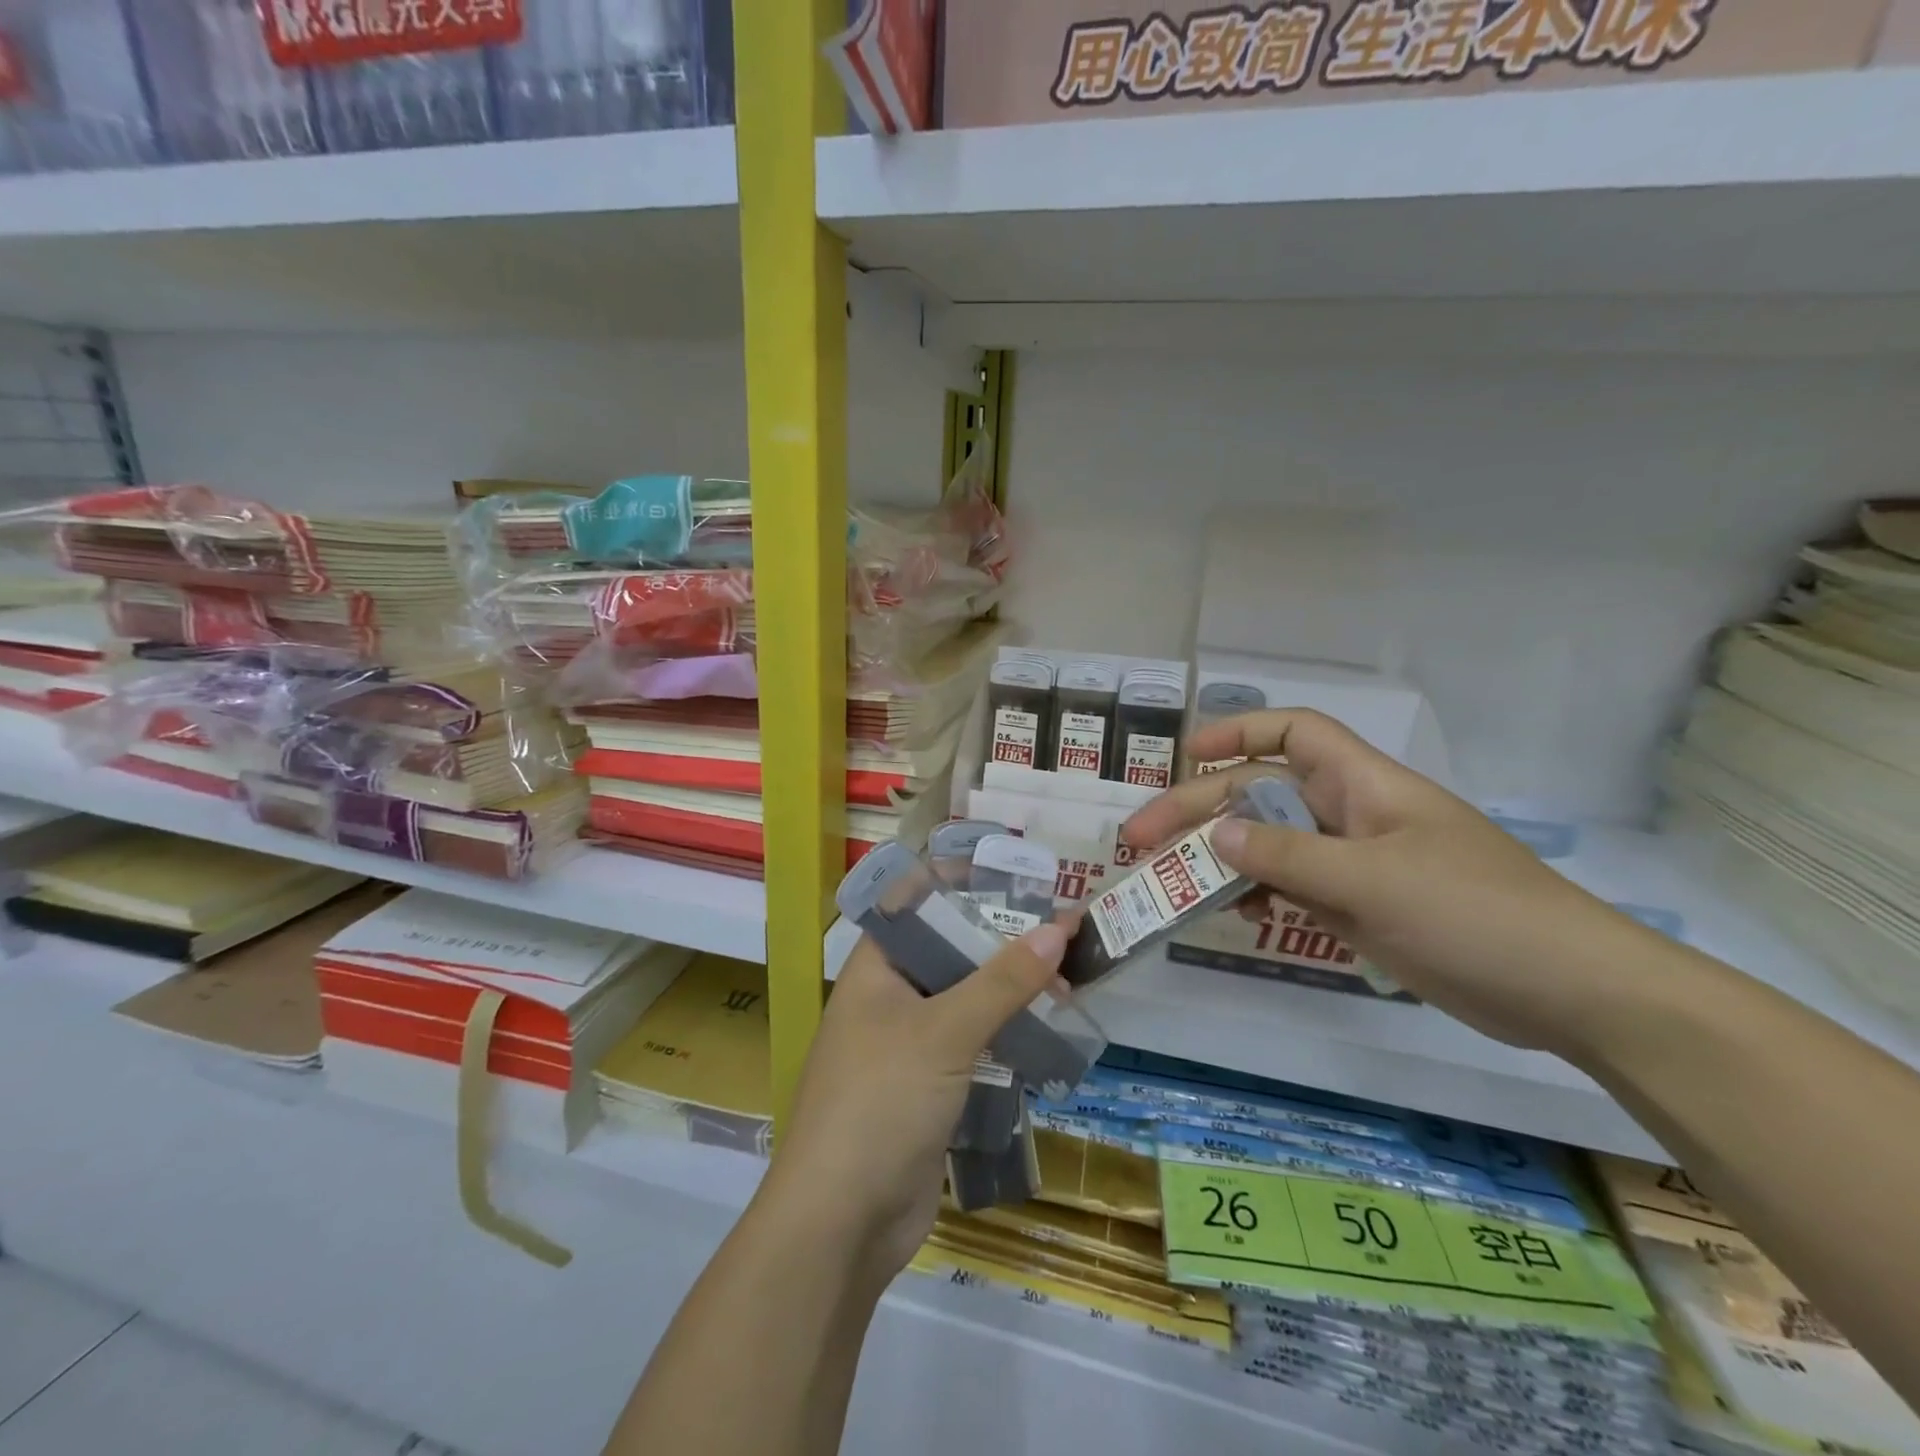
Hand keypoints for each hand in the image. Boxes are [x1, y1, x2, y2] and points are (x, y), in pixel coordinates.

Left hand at [758, 921, 1072, 1281]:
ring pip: (967, 1002)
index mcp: (876, 968)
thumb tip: (1057, 929)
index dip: (964, 886)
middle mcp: (889, 998)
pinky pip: (973, 1046)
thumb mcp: (944, 1033)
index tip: (1017, 879)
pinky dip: (1006, 1036)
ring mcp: (908, 1046)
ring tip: (1069, 985)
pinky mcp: (928, 1088)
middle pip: (951, 952)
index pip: (918, 905)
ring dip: (1012, 994)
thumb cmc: (881, 1102)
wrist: (840, 1224)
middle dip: (1003, 944)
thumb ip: (1002, 981)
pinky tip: (1049, 1034)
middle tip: (1062, 934)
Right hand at [1122, 710, 1653, 1054]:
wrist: (1568, 991)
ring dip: (1221, 856)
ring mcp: (1356, 863)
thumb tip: (1217, 835)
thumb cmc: (1473, 913)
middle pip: (1262, 794)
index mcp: (1363, 786)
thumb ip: (1288, 857)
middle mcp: (1353, 815)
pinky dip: (1258, 894)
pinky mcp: (1361, 907)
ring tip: (1171, 878)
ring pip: (1271, 845)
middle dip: (1200, 810)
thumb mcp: (1371, 881)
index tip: (1187, 754)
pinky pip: (1293, 887)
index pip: (1295, 734)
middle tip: (1140, 839)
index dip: (1239, 731)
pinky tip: (1235, 912)